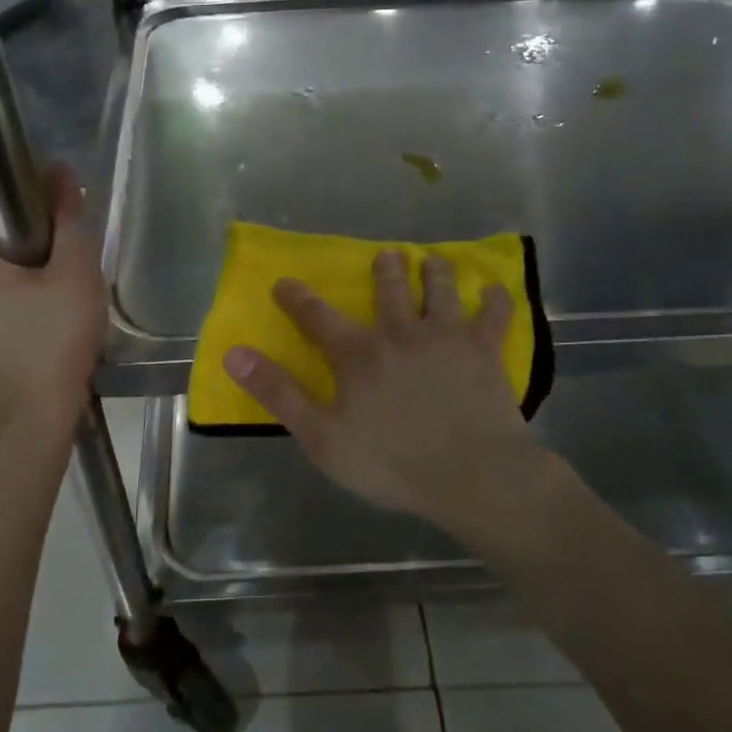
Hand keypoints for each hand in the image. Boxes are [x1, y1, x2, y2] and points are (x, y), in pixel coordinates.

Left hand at [0, 164, 104, 441]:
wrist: (35, 414)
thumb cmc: (55, 339)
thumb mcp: (75, 273)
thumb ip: (70, 218)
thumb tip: (62, 173)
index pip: (4, 201)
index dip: (45, 201)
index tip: (75, 220)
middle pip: (2, 229)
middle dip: (42, 236)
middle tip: (76, 262)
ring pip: (1, 257)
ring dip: (35, 261)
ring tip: (66, 288)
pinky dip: (23, 284)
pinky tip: (48, 307)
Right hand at [223, 249, 537, 527]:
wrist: (470, 475)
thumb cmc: (391, 462)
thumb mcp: (322, 436)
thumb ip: (279, 392)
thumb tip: (235, 353)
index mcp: (359, 353)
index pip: (317, 316)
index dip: (297, 298)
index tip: (285, 282)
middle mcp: (401, 331)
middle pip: (390, 288)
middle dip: (386, 269)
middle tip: (387, 256)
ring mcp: (446, 336)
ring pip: (441, 288)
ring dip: (436, 271)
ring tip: (434, 261)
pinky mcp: (484, 350)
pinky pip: (494, 315)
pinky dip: (496, 300)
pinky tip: (496, 292)